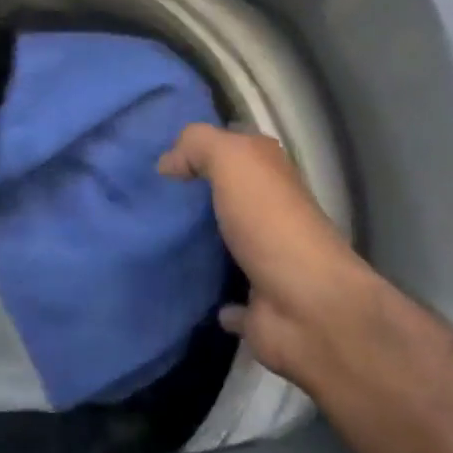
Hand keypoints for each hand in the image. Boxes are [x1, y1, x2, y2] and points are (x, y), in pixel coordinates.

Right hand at [159, 124, 360, 385]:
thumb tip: (167, 164)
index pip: (232, 145)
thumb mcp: (231, 159)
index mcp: (269, 173)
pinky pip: (228, 297)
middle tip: (142, 194)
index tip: (154, 154)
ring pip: (224, 241)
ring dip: (197, 241)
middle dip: (189, 193)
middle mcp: (270, 211)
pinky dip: (212, 295)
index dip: (197, 145)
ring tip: (150, 235)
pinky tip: (182, 286)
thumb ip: (196, 145)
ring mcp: (266, 259)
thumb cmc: (270, 222)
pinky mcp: (258, 305)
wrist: (309, 308)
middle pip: (225, 193)